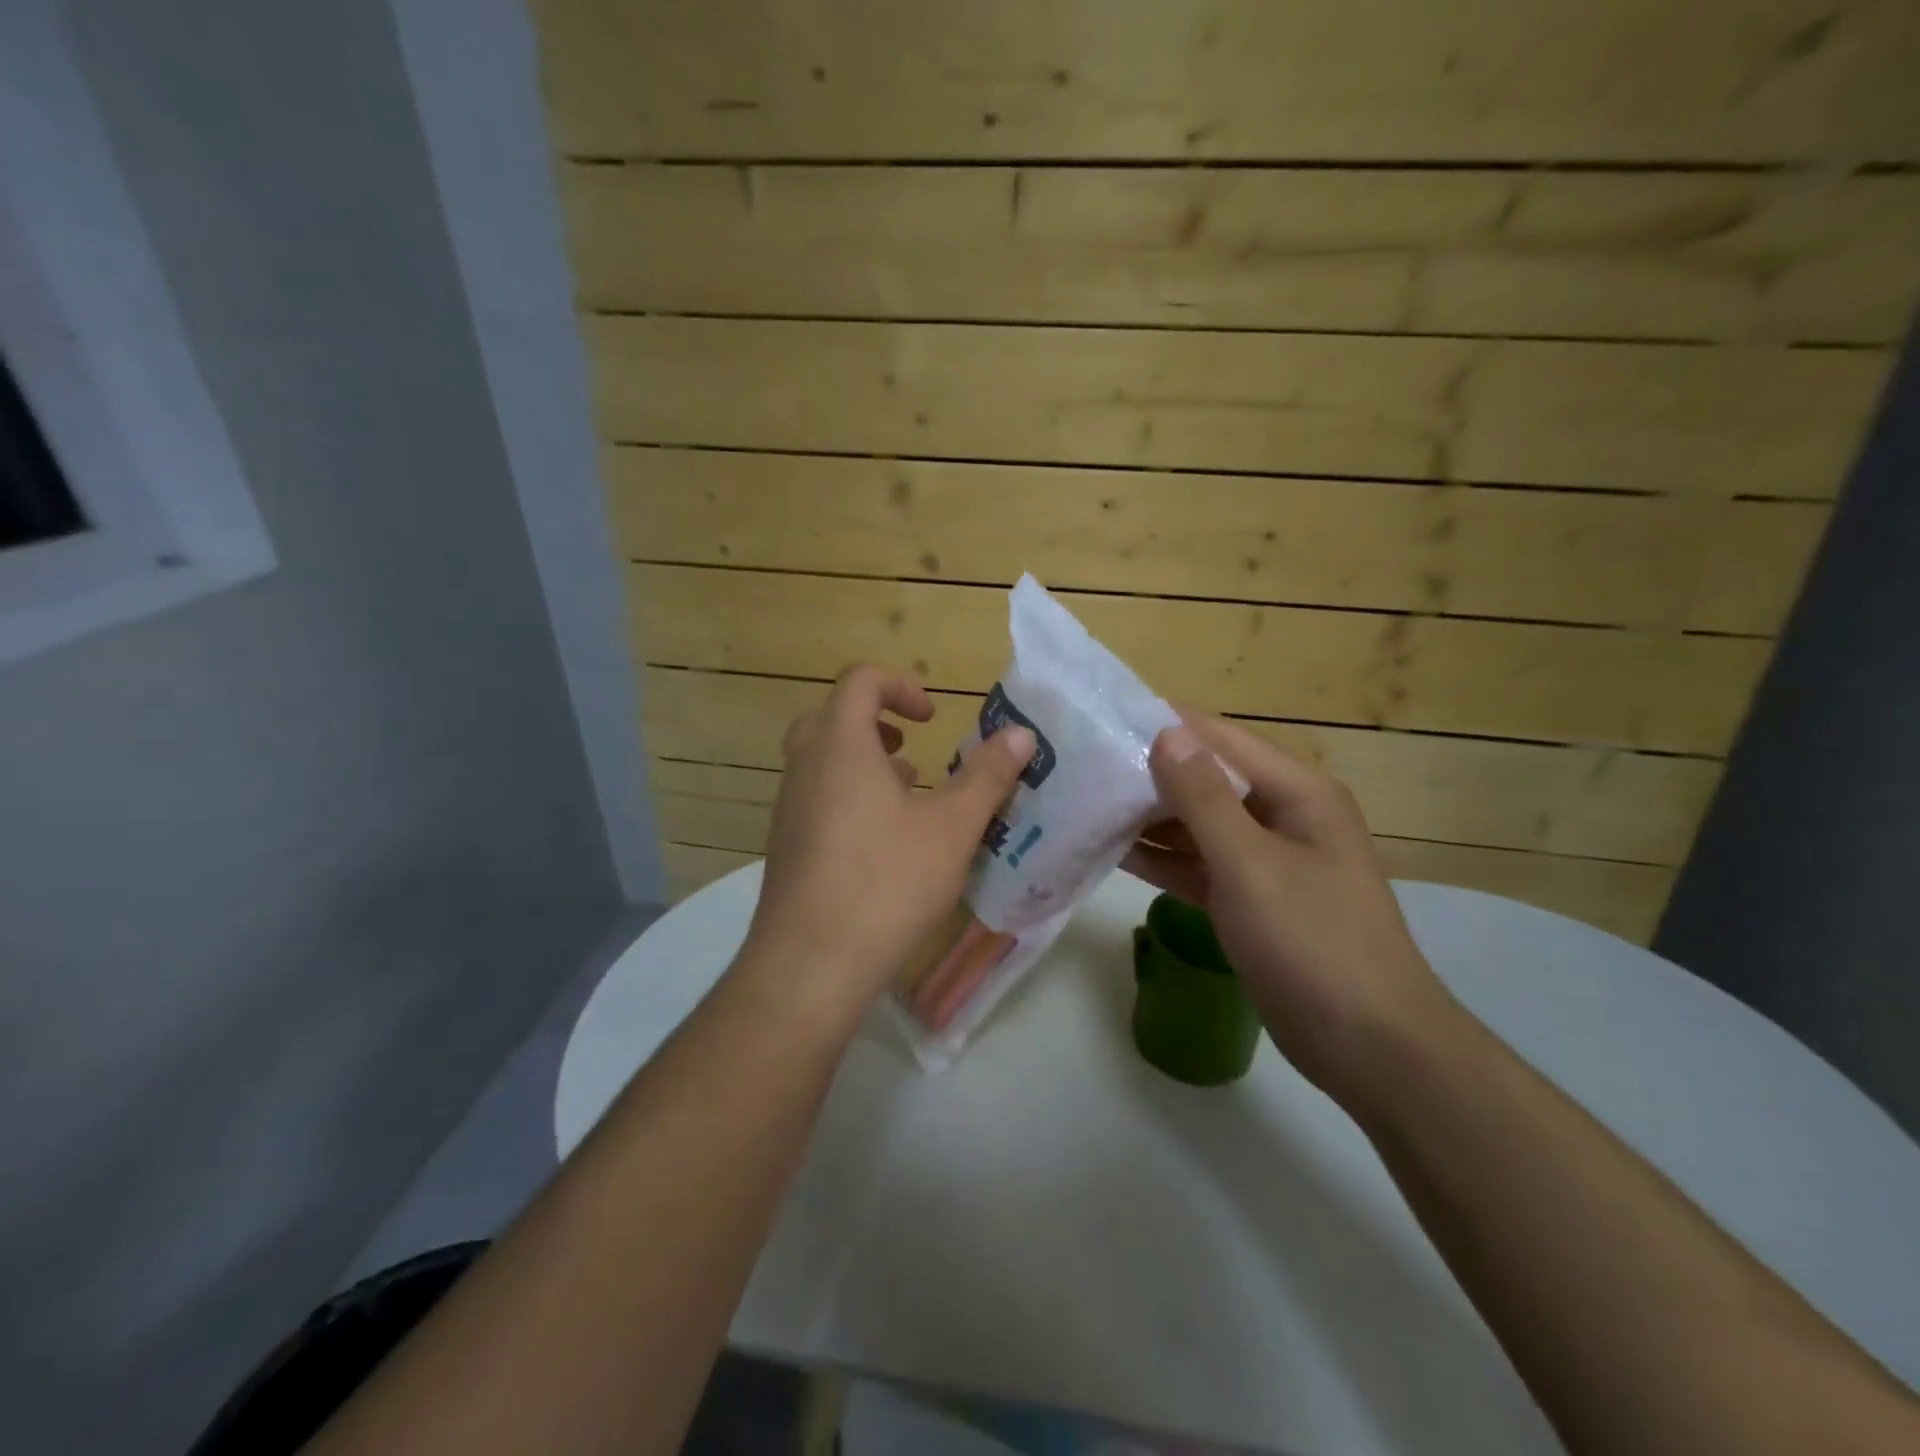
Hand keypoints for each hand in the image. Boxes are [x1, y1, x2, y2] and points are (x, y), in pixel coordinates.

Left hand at [739, 665, 1034, 1024]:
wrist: (810, 965)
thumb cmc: (887, 882)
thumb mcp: (952, 828)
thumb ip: (987, 776)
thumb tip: (1021, 734)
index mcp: (840, 746)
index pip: (859, 681)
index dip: (900, 685)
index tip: (933, 716)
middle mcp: (804, 768)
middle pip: (830, 717)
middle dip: (875, 720)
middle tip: (912, 744)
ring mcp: (788, 810)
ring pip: (822, 762)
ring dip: (863, 762)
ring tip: (908, 792)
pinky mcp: (785, 848)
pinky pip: (816, 800)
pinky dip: (849, 797)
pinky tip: (885, 842)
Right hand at [1122, 712, 1456, 1106]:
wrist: (1367, 1046)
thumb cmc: (1313, 942)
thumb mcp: (1251, 864)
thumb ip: (1204, 798)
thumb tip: (1167, 732)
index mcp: (1297, 793)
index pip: (1221, 740)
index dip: (1166, 724)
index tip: (1105, 715)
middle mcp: (1280, 816)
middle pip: (1206, 780)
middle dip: (1148, 772)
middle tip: (1083, 764)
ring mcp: (1263, 860)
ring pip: (1197, 825)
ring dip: (1148, 817)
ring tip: (1086, 801)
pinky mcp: (1247, 900)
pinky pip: (1197, 865)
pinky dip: (1161, 859)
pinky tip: (1112, 850)